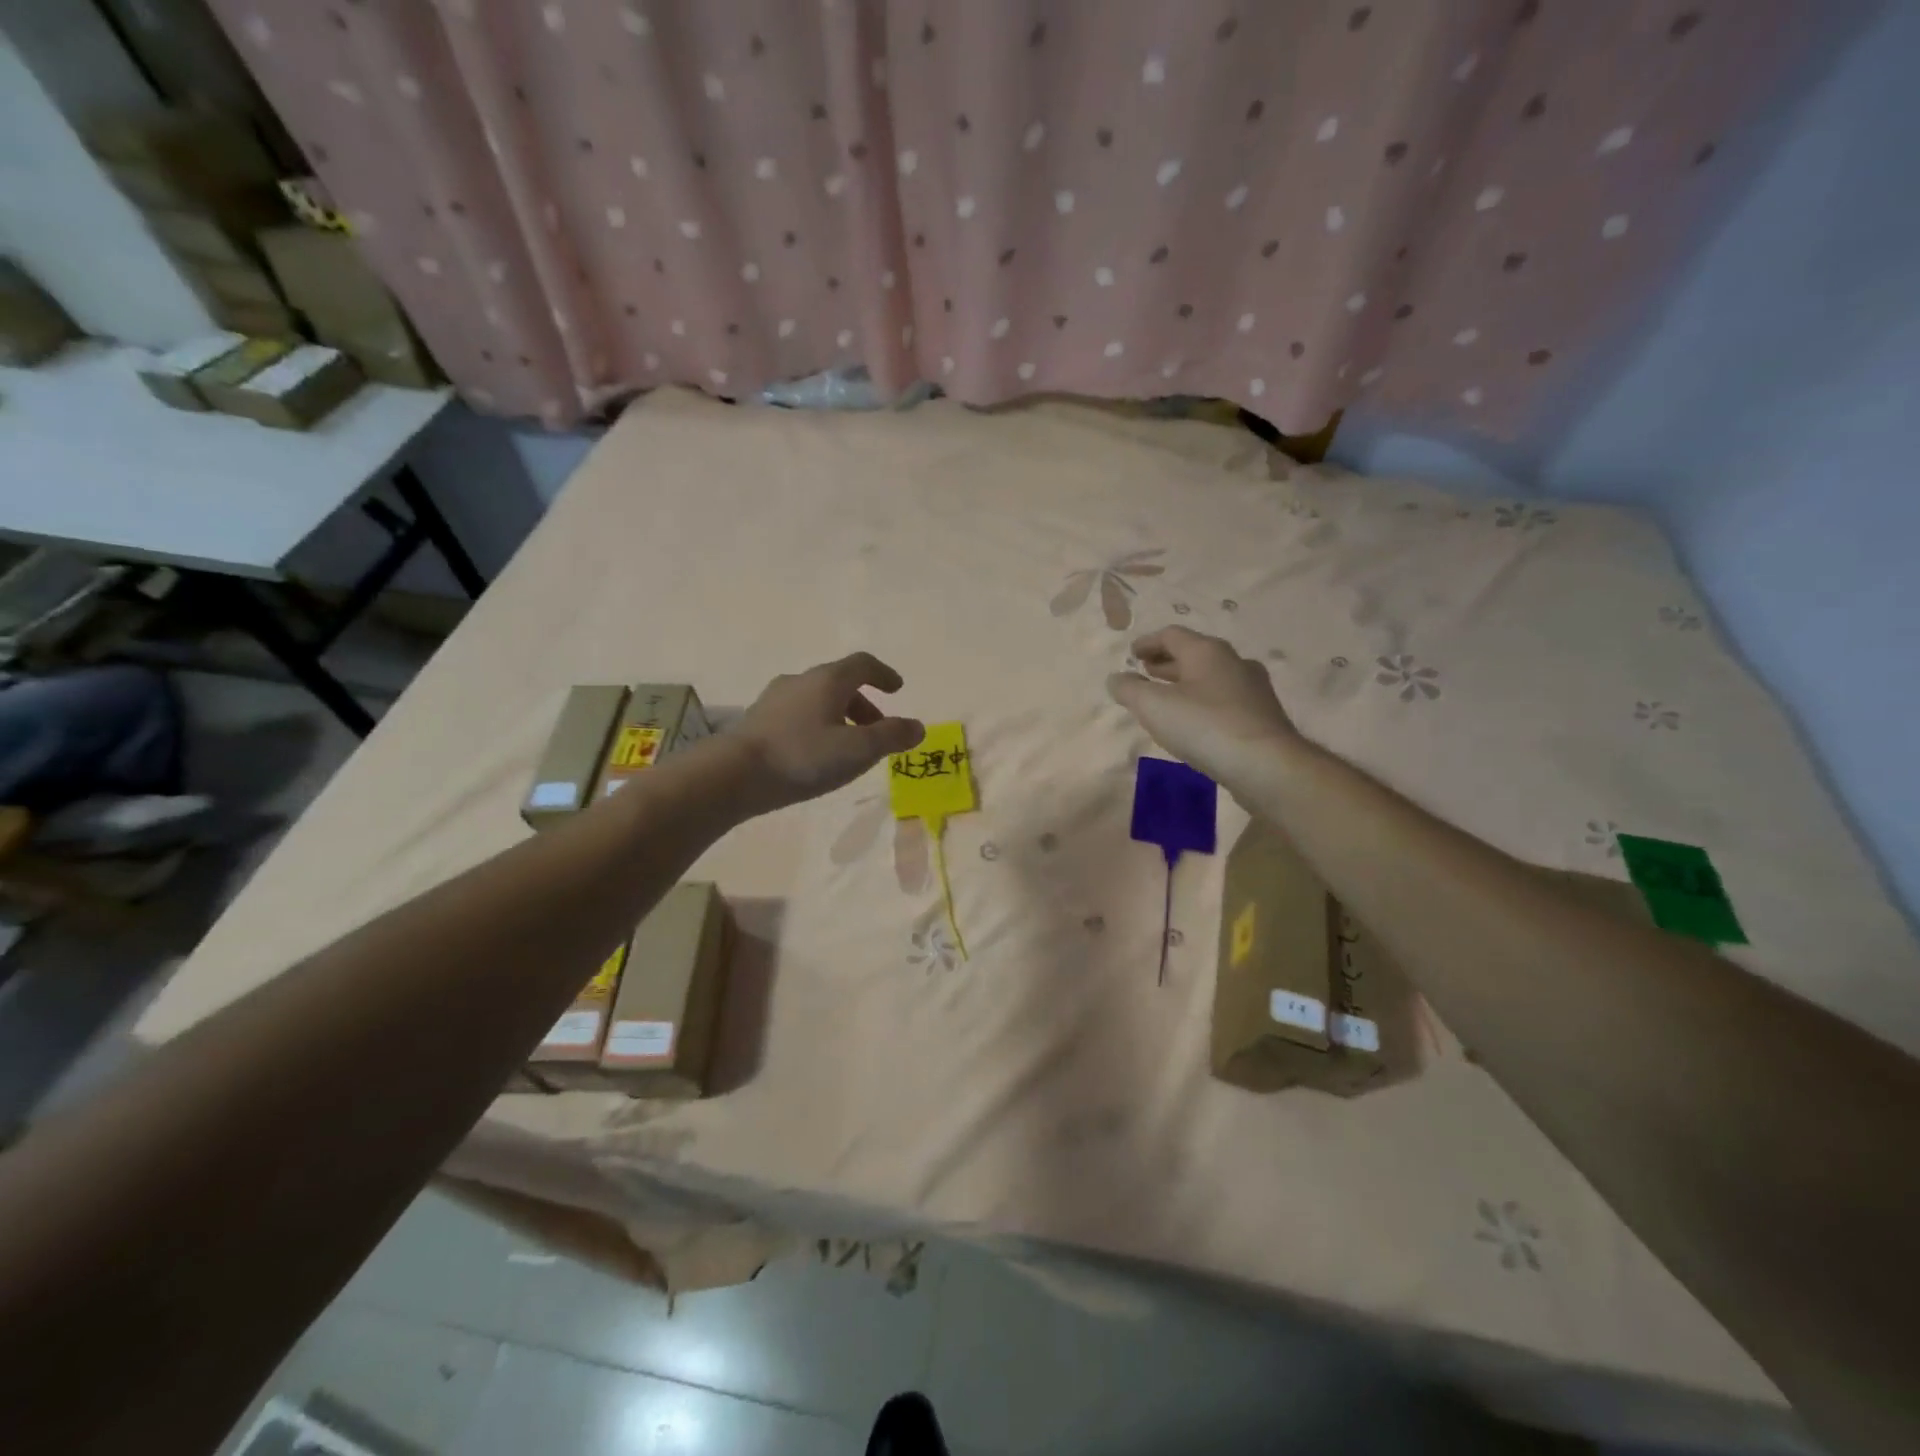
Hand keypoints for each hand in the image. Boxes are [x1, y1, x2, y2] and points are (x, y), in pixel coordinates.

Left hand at [727, 652, 924, 815]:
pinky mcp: (758, 720)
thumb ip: (891, 737)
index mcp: (828, 680)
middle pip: (840, 682)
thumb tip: (917, 727)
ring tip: (848, 746)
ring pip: (817, 699)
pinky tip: (815, 753)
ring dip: (840, 716)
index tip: (897, 689)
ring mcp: (775, 699)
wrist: (734, 774)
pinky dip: (817, 725)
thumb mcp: (857, 750)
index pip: (862, 664)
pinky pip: (798, 714)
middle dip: (863, 703)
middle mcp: (801, 681)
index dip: (883, 674)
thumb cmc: (803, 756)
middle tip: (877, 728)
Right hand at [1107, 628, 1298, 785]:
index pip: (1172, 635)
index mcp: (1207, 651)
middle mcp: (1233, 661)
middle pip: (1194, 654)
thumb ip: (1129, 689)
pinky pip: (1224, 698)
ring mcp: (1253, 688)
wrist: (1266, 765)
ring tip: (1166, 698)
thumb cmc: (1205, 727)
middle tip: (1146, 672)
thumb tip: (1116, 678)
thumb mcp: (1154, 706)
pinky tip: (1195, 722)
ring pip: (1211, 677)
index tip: (1131, 654)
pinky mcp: (1262, 715)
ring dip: (1185, 683)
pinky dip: (1203, 701)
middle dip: (1166, 662)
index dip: (1148, 643)